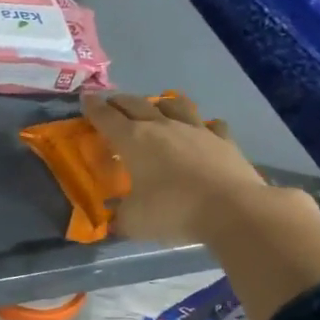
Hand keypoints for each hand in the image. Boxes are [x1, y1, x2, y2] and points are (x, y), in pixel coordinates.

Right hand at [82, 92, 270, 244]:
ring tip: (156, 107)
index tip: (85, 97)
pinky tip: (202, 130)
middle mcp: (162, 127)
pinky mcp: (224, 141)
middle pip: (136, 105)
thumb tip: (115, 219)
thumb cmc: (173, 210)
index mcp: (133, 140)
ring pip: (174, 105)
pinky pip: (211, 125)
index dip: (93, 107)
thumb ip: (120, 217)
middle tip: (111, 102)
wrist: (234, 209)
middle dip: (120, 102)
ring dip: (161, 104)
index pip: (106, 117)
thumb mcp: (133, 221)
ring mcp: (196, 131)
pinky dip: (202, 125)